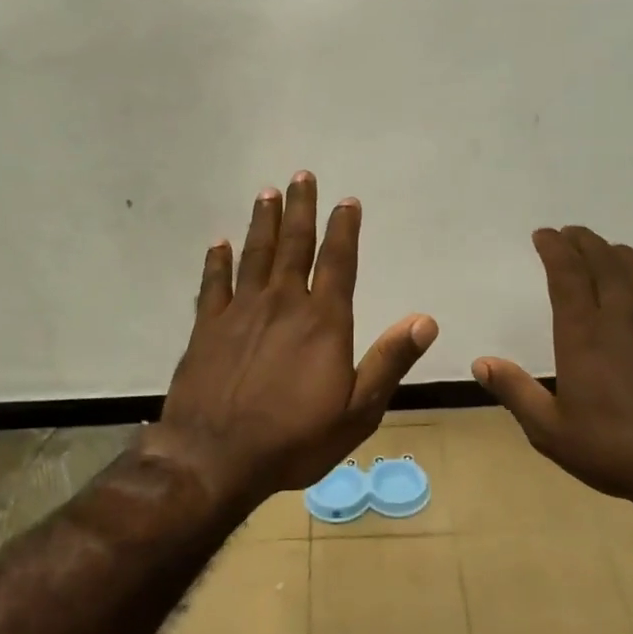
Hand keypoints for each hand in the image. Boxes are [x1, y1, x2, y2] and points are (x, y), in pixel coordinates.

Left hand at [150, 172, 438, 512]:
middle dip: (301, 209)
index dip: (344, 229)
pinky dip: (216, 261)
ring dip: (263, 222)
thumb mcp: (358, 411)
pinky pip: (213, 283)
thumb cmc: (294, 439)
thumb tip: (425, 320)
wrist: (216, 458)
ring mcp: (240, 312)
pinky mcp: (207, 328)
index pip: (337, 262)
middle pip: (294, 246)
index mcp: (323, 322)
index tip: (347, 201)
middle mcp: (282, 304)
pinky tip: (219, 243)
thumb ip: (389, 361)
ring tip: (267, 194)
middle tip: (302, 175)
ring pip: (255, 255)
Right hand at [473, 227, 632, 520]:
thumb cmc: (615, 449)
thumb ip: (515, 391)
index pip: (566, 272)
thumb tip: (481, 362)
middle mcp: (625, 312)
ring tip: (609, 253)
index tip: (543, 234)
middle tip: (571, 235)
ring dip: (620, 254)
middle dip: (583, 241)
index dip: (553, 248)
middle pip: (603, 260)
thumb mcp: (551, 430)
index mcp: (584, 331)